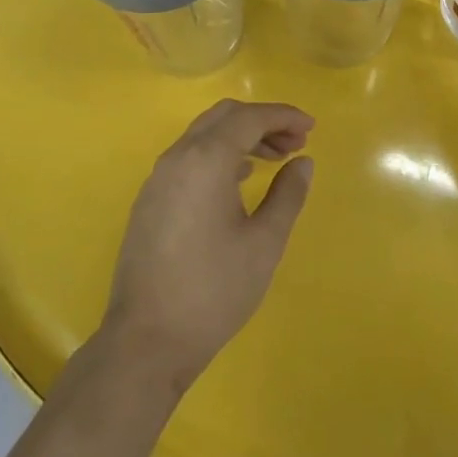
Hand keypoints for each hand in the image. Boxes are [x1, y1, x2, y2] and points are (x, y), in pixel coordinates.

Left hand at [102, 100, 315, 394]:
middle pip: (224, 116)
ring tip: (275, 159)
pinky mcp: (150, 198)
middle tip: (296, 142)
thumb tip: (303, 162)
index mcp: (206, 159)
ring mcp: (159, 176)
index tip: (311, 128)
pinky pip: (189, 156)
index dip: (284, 116)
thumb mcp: (264, 243)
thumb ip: (287, 195)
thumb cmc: (213, 290)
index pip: (250, 117)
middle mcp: (178, 156)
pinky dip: (219, 153)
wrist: (146, 340)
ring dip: (241, 136)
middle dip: (263, 121)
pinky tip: (239, 179)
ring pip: (205, 134)